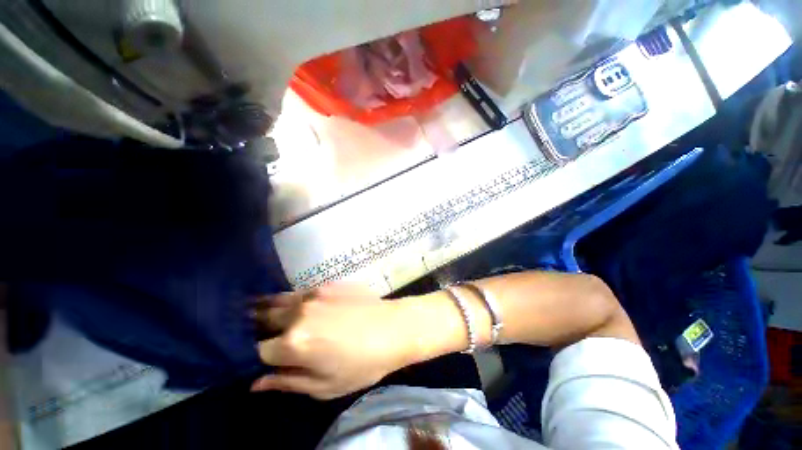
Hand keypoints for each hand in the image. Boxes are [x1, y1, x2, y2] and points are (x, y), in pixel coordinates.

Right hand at [251, 284, 409, 399]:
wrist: (394, 328)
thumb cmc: (363, 363)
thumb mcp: (324, 386)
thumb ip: (286, 382)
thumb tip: (255, 383)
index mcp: (293, 343)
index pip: (257, 350)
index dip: (255, 356)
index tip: (258, 358)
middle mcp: (298, 313)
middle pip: (263, 318)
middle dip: (255, 327)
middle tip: (257, 332)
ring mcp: (314, 294)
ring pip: (280, 300)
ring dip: (271, 308)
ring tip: (270, 315)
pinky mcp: (329, 284)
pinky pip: (303, 291)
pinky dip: (294, 299)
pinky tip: (300, 304)